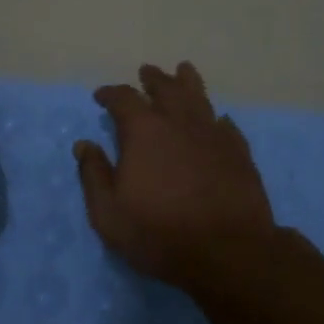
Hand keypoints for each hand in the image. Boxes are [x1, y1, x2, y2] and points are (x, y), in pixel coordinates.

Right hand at [74, 61, 277, 291]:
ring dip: (187, 82)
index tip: (101, 96)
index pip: (123, 99)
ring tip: (183, 71)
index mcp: (144, 131)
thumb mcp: (109, 213)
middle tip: (146, 72)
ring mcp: (213, 134)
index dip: (110, 94)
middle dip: (153, 79)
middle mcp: (179, 122)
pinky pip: (225, 125)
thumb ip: (94, 175)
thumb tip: (84, 144)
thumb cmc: (159, 233)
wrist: (228, 252)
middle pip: (166, 88)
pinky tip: (217, 120)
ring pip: (199, 97)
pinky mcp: (238, 152)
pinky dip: (216, 118)